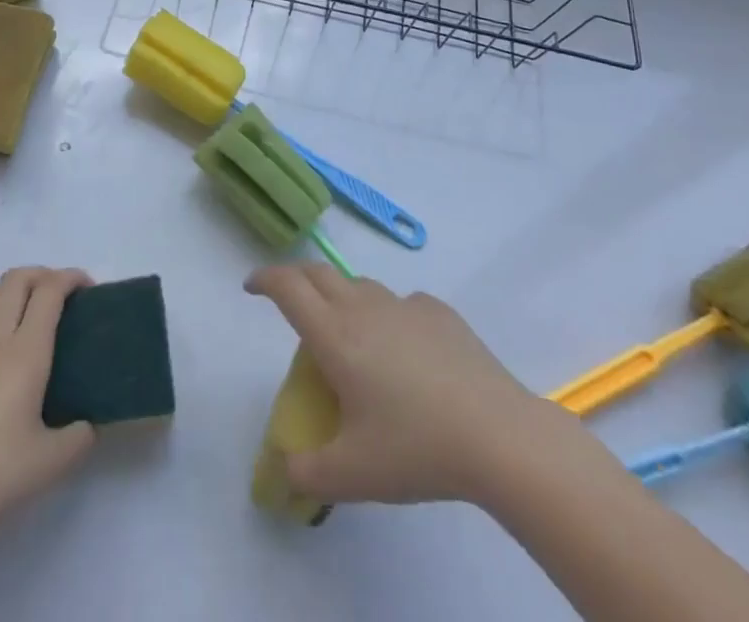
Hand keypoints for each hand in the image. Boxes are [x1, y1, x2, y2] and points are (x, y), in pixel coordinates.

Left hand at [0, 267, 96, 534]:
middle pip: (15, 282)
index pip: (49, 293)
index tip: (86, 287)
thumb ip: (79, 437)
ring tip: (18, 306)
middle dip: (40, 274)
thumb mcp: (53, 461)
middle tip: (57, 292)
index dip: (69, 278)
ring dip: (4, 291)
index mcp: (27, 353)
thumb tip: (88, 425)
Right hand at [247, 263, 569, 506]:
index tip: (251, 287)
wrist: (497, 434)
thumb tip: (283, 470)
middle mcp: (364, 308)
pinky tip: (403, 349)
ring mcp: (404, 306)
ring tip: (346, 330)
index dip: (265, 279)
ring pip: (359, 285)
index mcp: (336, 336)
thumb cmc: (416, 449)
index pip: (288, 288)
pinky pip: (400, 303)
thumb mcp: (353, 474)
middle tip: (288, 299)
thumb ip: (308, 472)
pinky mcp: (438, 312)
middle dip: (295, 279)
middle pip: (319, 273)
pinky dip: (387, 315)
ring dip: (341, 295)